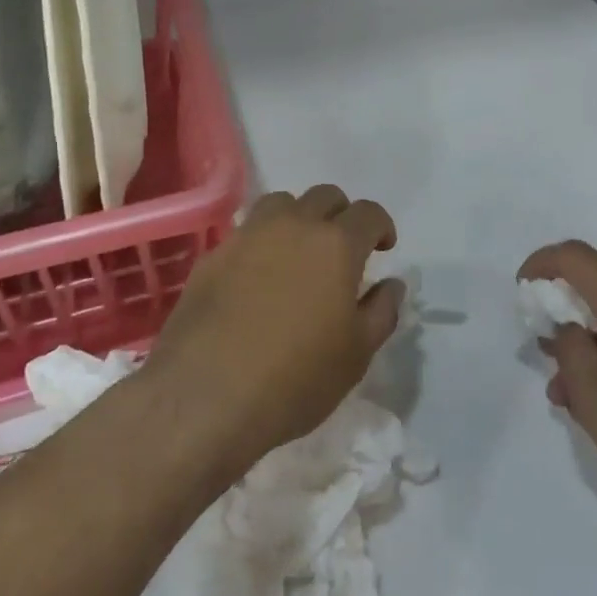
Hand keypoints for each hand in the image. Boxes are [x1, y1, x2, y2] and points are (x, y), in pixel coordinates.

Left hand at [143, 185, 403, 482]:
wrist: (204, 398)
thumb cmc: (296, 378)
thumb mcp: (357, 354)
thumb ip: (382, 311)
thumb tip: (392, 284)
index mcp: (336, 244)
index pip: (368, 213)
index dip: (381, 227)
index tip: (383, 249)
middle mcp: (293, 226)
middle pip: (325, 196)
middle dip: (341, 215)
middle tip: (343, 250)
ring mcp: (248, 236)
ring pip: (281, 204)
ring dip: (298, 218)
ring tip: (298, 252)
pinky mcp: (212, 256)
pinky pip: (246, 233)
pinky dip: (261, 243)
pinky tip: (258, 277)